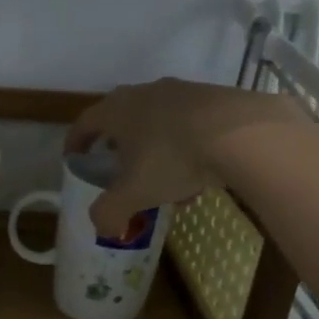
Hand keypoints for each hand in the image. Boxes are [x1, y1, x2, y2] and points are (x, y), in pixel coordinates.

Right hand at [67, 79, 310, 236]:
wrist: (243, 133)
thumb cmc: (173, 158)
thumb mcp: (134, 194)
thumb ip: (109, 212)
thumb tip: (103, 227)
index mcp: (116, 109)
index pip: (85, 123)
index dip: (76, 143)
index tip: (75, 160)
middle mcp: (144, 93)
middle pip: (122, 120)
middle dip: (119, 147)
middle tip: (121, 171)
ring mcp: (182, 91)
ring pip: (158, 123)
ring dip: (155, 151)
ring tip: (167, 183)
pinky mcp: (215, 97)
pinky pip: (189, 124)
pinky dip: (186, 147)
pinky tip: (200, 174)